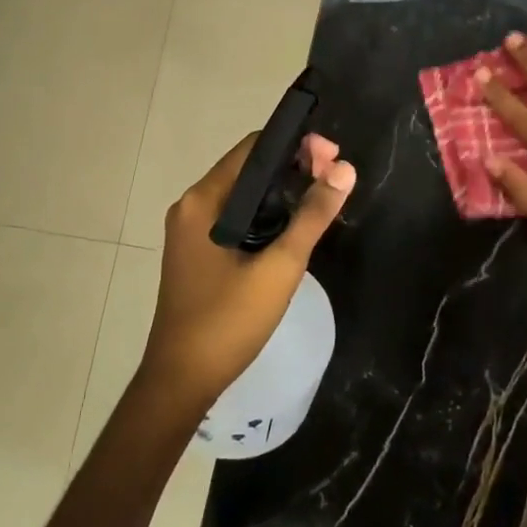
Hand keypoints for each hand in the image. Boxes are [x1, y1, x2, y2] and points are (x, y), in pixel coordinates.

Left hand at [142, 131, 355, 414]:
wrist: (182, 381)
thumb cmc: (228, 321)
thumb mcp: (280, 267)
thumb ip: (312, 216)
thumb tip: (345, 170)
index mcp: (203, 200)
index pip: (254, 148)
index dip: (296, 145)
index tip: (333, 158)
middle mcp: (193, 206)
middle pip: (249, 167)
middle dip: (294, 166)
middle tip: (336, 178)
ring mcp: (192, 230)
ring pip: (245, 193)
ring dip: (283, 190)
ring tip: (323, 197)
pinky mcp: (199, 250)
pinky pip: (237, 215)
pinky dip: (267, 212)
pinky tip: (294, 226)